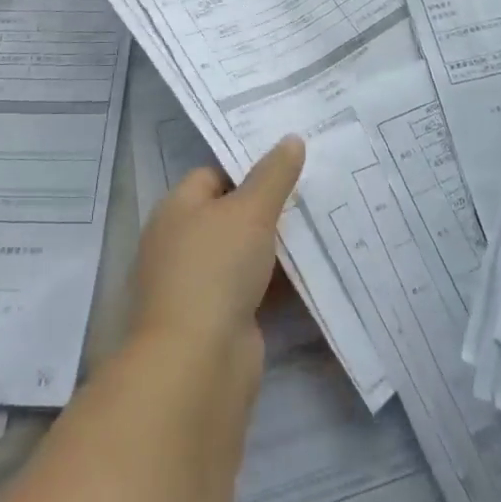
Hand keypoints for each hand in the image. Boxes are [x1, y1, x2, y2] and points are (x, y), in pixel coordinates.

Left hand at [130, 137, 304, 362]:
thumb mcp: (251, 210)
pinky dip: (278, 280)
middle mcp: (182, 242)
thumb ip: (273, 174)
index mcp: (178, 209)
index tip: (290, 162)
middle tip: (313, 189)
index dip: (249, 166)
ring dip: (277, 245)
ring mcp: (199, 283)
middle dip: (269, 205)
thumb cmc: (216, 269)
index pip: (213, 174)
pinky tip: (313, 269)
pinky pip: (254, 286)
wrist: (197, 363)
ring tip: (322, 222)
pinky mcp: (220, 317)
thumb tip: (291, 138)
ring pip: (245, 252)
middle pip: (230, 213)